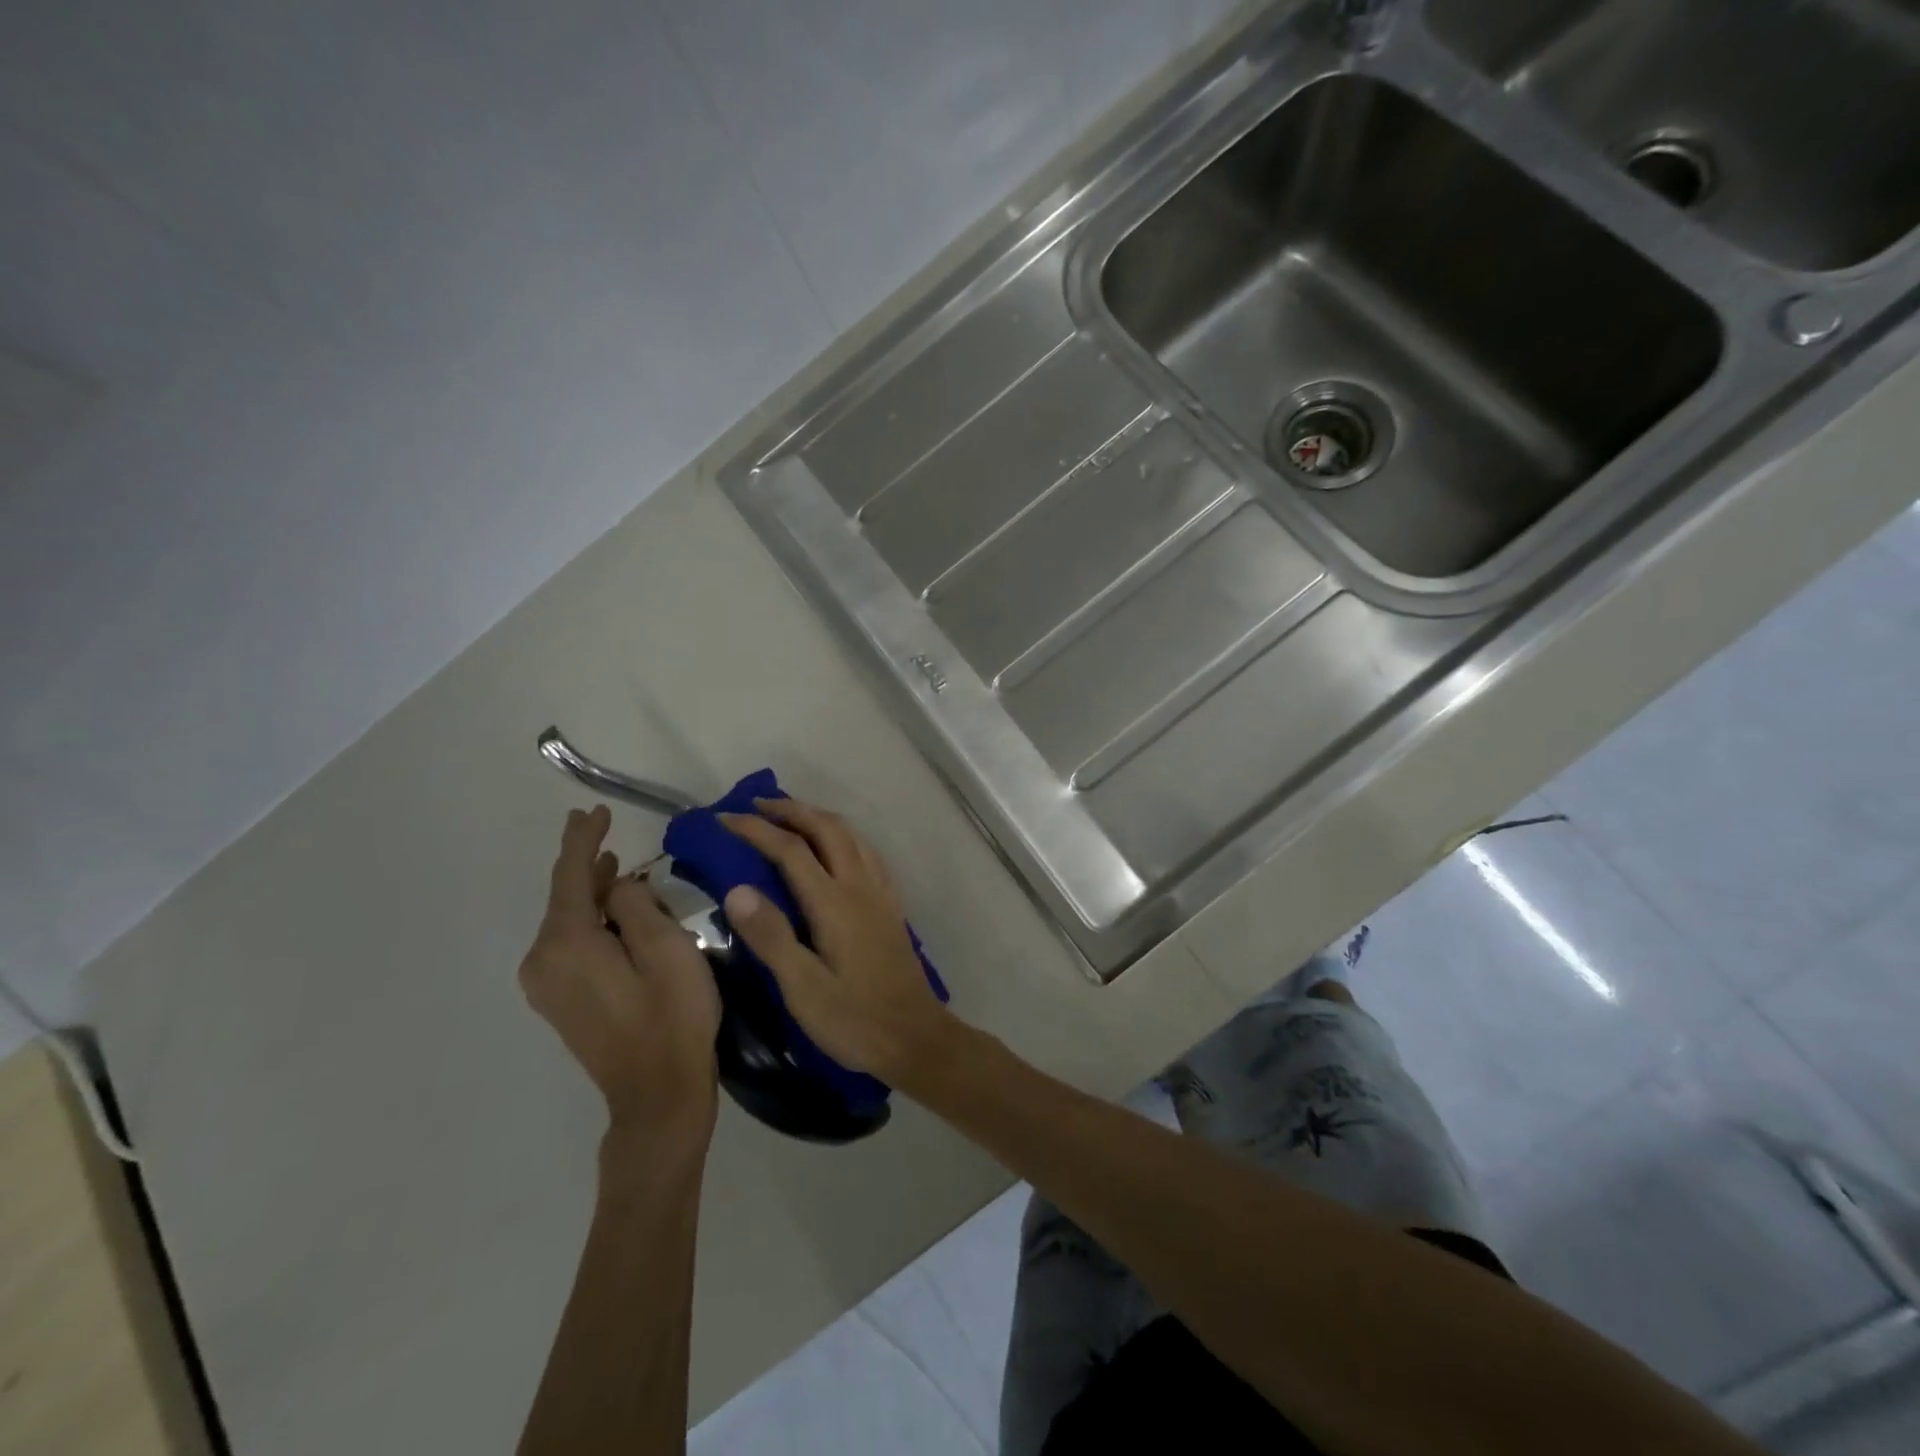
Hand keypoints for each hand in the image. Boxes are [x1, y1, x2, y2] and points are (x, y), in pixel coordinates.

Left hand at [519, 806, 722, 1148]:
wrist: (657, 1095)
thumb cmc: (672, 1016)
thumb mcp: (667, 948)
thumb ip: (636, 904)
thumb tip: (617, 886)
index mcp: (566, 944)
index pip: (569, 876)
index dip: (582, 839)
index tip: (593, 810)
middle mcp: (542, 961)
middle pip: (564, 898)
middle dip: (586, 863)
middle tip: (604, 827)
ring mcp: (547, 986)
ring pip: (569, 922)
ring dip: (593, 893)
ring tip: (616, 866)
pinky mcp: (560, 1001)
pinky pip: (571, 944)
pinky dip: (592, 920)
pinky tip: (614, 912)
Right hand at [719, 798, 957, 1084]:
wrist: (916, 1038)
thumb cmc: (855, 1020)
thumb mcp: (803, 989)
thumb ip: (771, 937)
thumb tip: (736, 888)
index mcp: (834, 903)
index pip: (791, 849)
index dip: (756, 829)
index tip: (724, 818)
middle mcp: (860, 886)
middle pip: (827, 828)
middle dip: (791, 810)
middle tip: (756, 806)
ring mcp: (881, 893)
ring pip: (851, 835)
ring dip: (818, 817)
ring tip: (790, 818)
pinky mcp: (891, 905)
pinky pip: (867, 852)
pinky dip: (843, 836)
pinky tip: (835, 849)